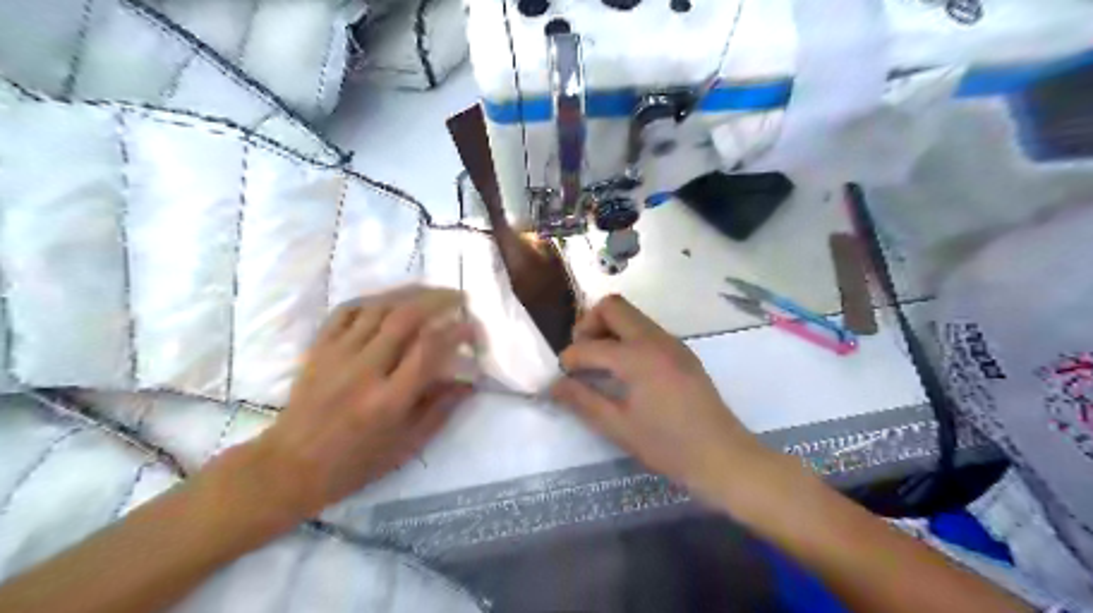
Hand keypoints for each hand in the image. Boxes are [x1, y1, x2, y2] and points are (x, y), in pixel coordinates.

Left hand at [248, 285, 477, 517]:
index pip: (429, 350)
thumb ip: (441, 409)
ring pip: (378, 307)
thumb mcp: (407, 445)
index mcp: (390, 400)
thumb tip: (469, 382)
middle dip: (437, 300)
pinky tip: (388, 301)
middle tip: (457, 298)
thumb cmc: (356, 462)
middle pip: (405, 317)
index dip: (456, 332)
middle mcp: (365, 371)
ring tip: (430, 292)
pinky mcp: (319, 349)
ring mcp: (337, 356)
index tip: (471, 327)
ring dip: (409, 293)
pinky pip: (346, 311)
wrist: (290, 466)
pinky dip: (372, 299)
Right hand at [552, 295, 770, 504]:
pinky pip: (646, 329)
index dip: (569, 359)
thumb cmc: (668, 446)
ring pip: (631, 315)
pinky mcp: (681, 351)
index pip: (589, 346)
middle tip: (582, 355)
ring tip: (600, 364)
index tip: (563, 377)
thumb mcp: (619, 427)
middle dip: (588, 325)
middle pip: (612, 306)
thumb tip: (554, 385)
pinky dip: (627, 338)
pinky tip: (625, 370)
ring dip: (608, 329)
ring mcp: (671, 342)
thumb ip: (583, 401)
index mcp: (638, 357)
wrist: (723, 456)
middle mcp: (655, 339)